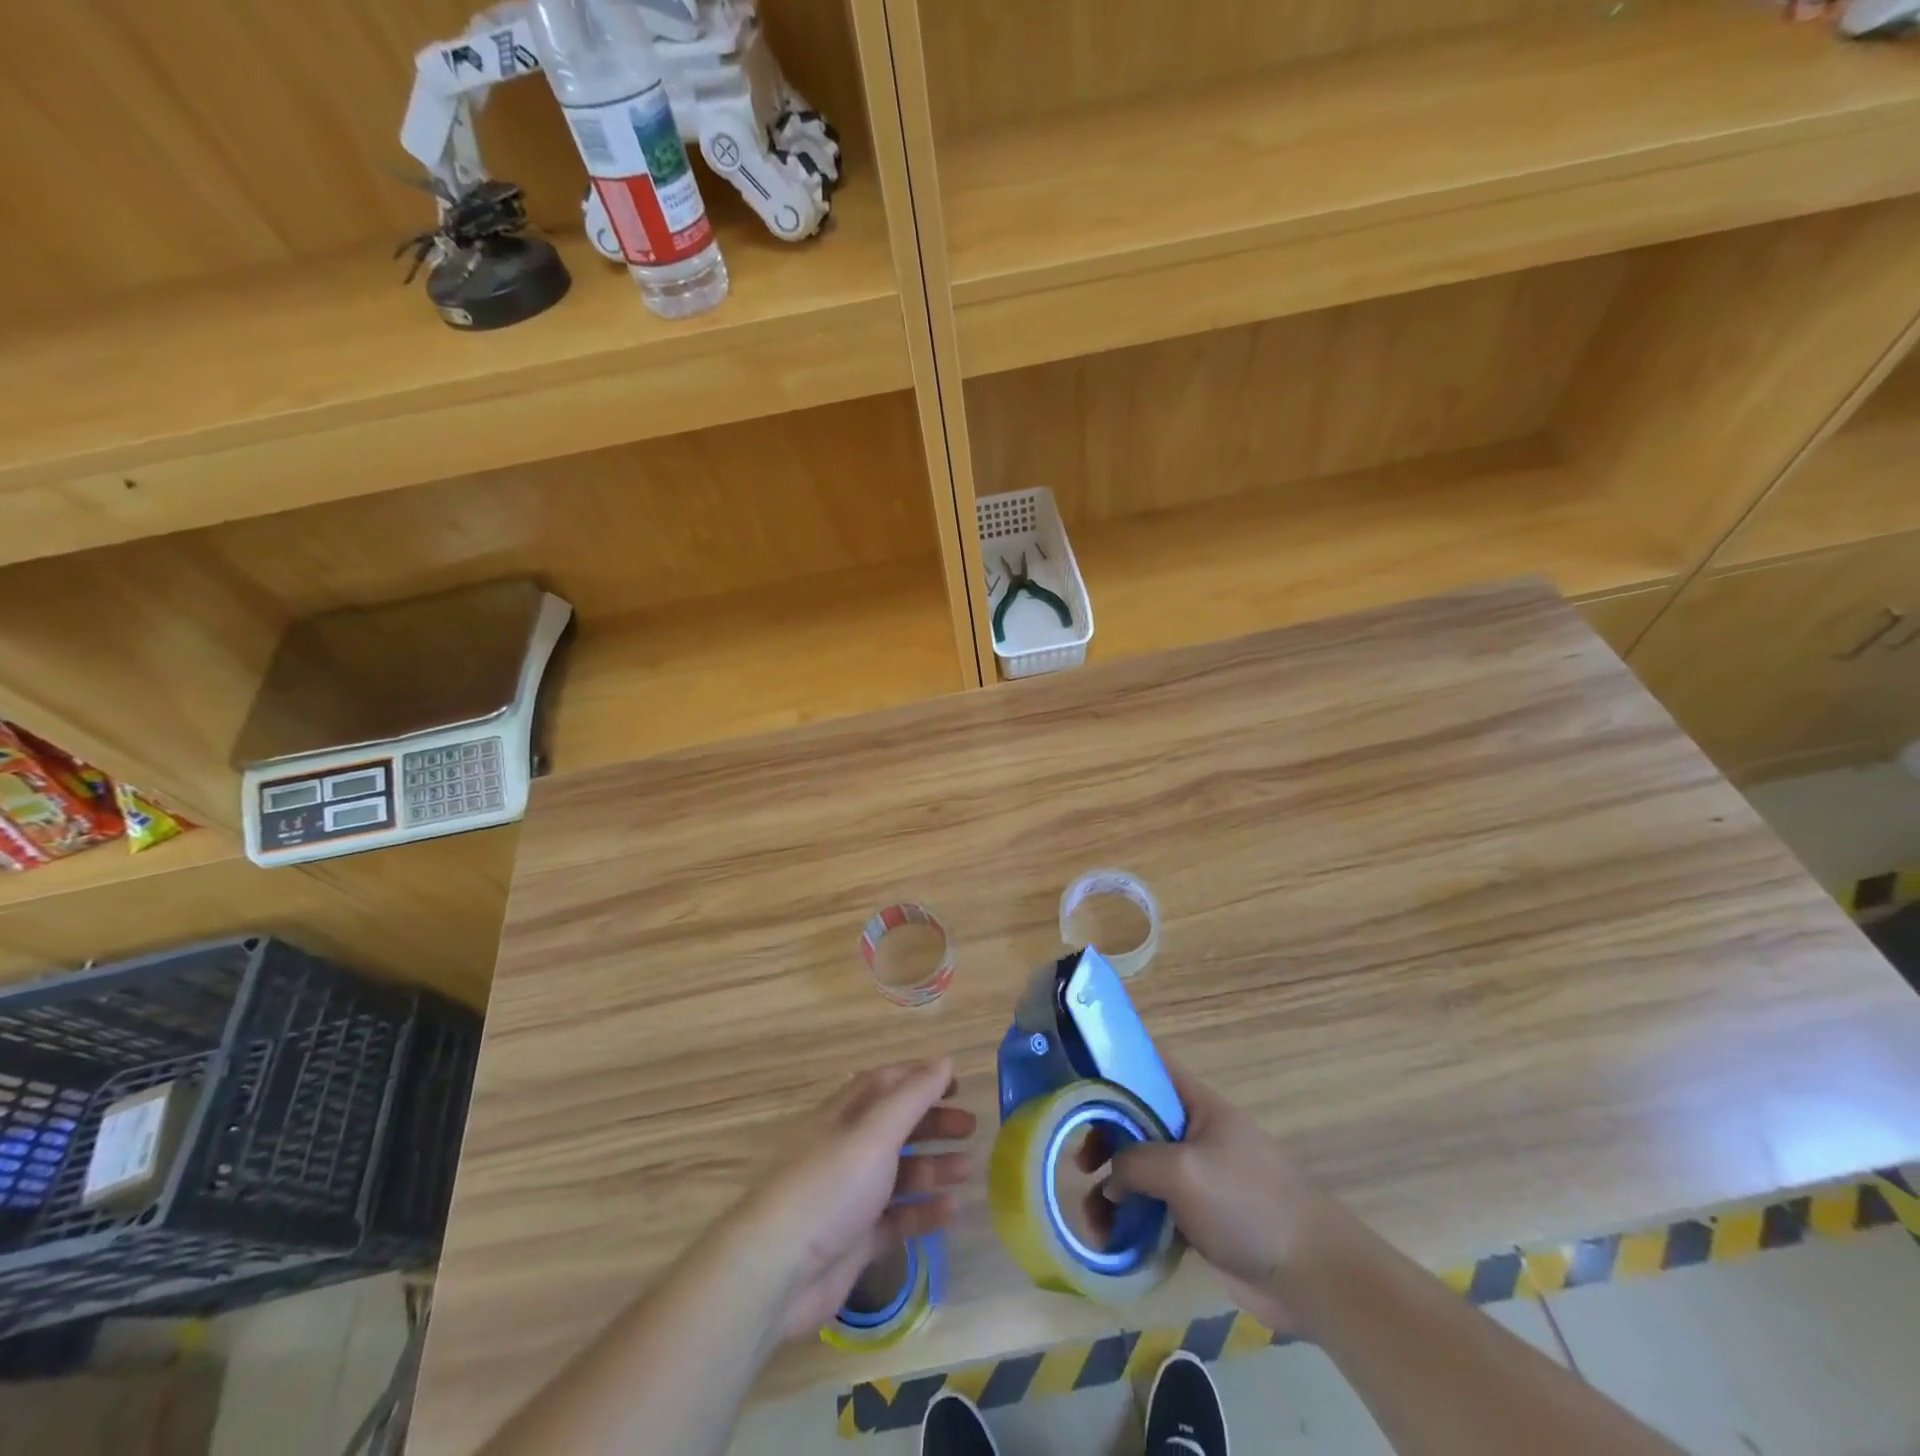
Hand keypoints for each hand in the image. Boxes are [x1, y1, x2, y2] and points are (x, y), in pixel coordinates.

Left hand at [734, 1058, 975, 1340]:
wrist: (776, 1272)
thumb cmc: (829, 1186)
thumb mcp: (875, 1132)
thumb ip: (912, 1096)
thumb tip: (944, 1060)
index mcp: (845, 1114)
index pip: (887, 1083)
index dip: (921, 1078)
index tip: (957, 1083)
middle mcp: (847, 1148)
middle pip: (897, 1126)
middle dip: (933, 1123)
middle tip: (970, 1127)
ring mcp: (851, 1195)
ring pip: (900, 1172)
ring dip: (934, 1166)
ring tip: (967, 1168)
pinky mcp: (855, 1238)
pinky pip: (897, 1217)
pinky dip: (923, 1210)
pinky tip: (951, 1211)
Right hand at [1090, 1062, 1349, 1331]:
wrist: (1313, 1275)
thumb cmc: (1248, 1204)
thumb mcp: (1184, 1170)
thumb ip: (1135, 1162)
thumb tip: (1111, 1179)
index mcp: (1196, 1105)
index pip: (1149, 1066)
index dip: (1113, 1066)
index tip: (1076, 1082)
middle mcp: (1193, 1133)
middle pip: (1135, 1121)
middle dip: (1102, 1139)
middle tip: (1080, 1165)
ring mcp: (1197, 1177)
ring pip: (1140, 1170)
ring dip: (1111, 1190)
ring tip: (1093, 1221)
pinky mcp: (1199, 1220)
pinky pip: (1153, 1209)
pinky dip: (1130, 1221)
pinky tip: (1112, 1242)